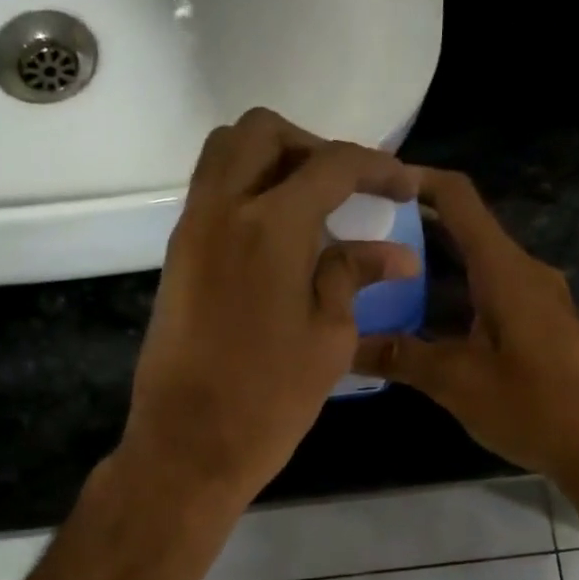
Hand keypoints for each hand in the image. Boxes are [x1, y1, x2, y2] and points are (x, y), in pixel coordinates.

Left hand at [120, 109, 420, 503]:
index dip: (376, 168)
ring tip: (310, 207)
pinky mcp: (175, 258)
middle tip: (345, 188)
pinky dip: (244, 192)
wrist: (188, 447)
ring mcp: (190, 231)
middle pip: (261, 133)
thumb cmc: (269, 402)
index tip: (402, 188)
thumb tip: (392, 252)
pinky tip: (277, 238)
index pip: (331, 165)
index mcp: (270, 226)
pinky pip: (209, 195)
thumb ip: (352, 278)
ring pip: (224, 155)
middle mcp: (222, 210)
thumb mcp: (329, 340)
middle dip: (311, 146)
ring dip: (270, 161)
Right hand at [354, 169, 578, 483]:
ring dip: (427, 274)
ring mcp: (533, 300)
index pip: (459, 199)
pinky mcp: (536, 327)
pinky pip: (485, 298)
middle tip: (357, 242)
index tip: (371, 182)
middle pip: (462, 233)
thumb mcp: (456, 382)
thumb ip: (399, 357)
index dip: (417, 181)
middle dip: (410, 233)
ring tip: (374, 285)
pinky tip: (415, 330)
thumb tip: (344, 346)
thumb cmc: (532, 406)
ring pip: (472, 270)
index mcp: (504, 270)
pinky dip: (449, 303)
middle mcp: (521, 272)